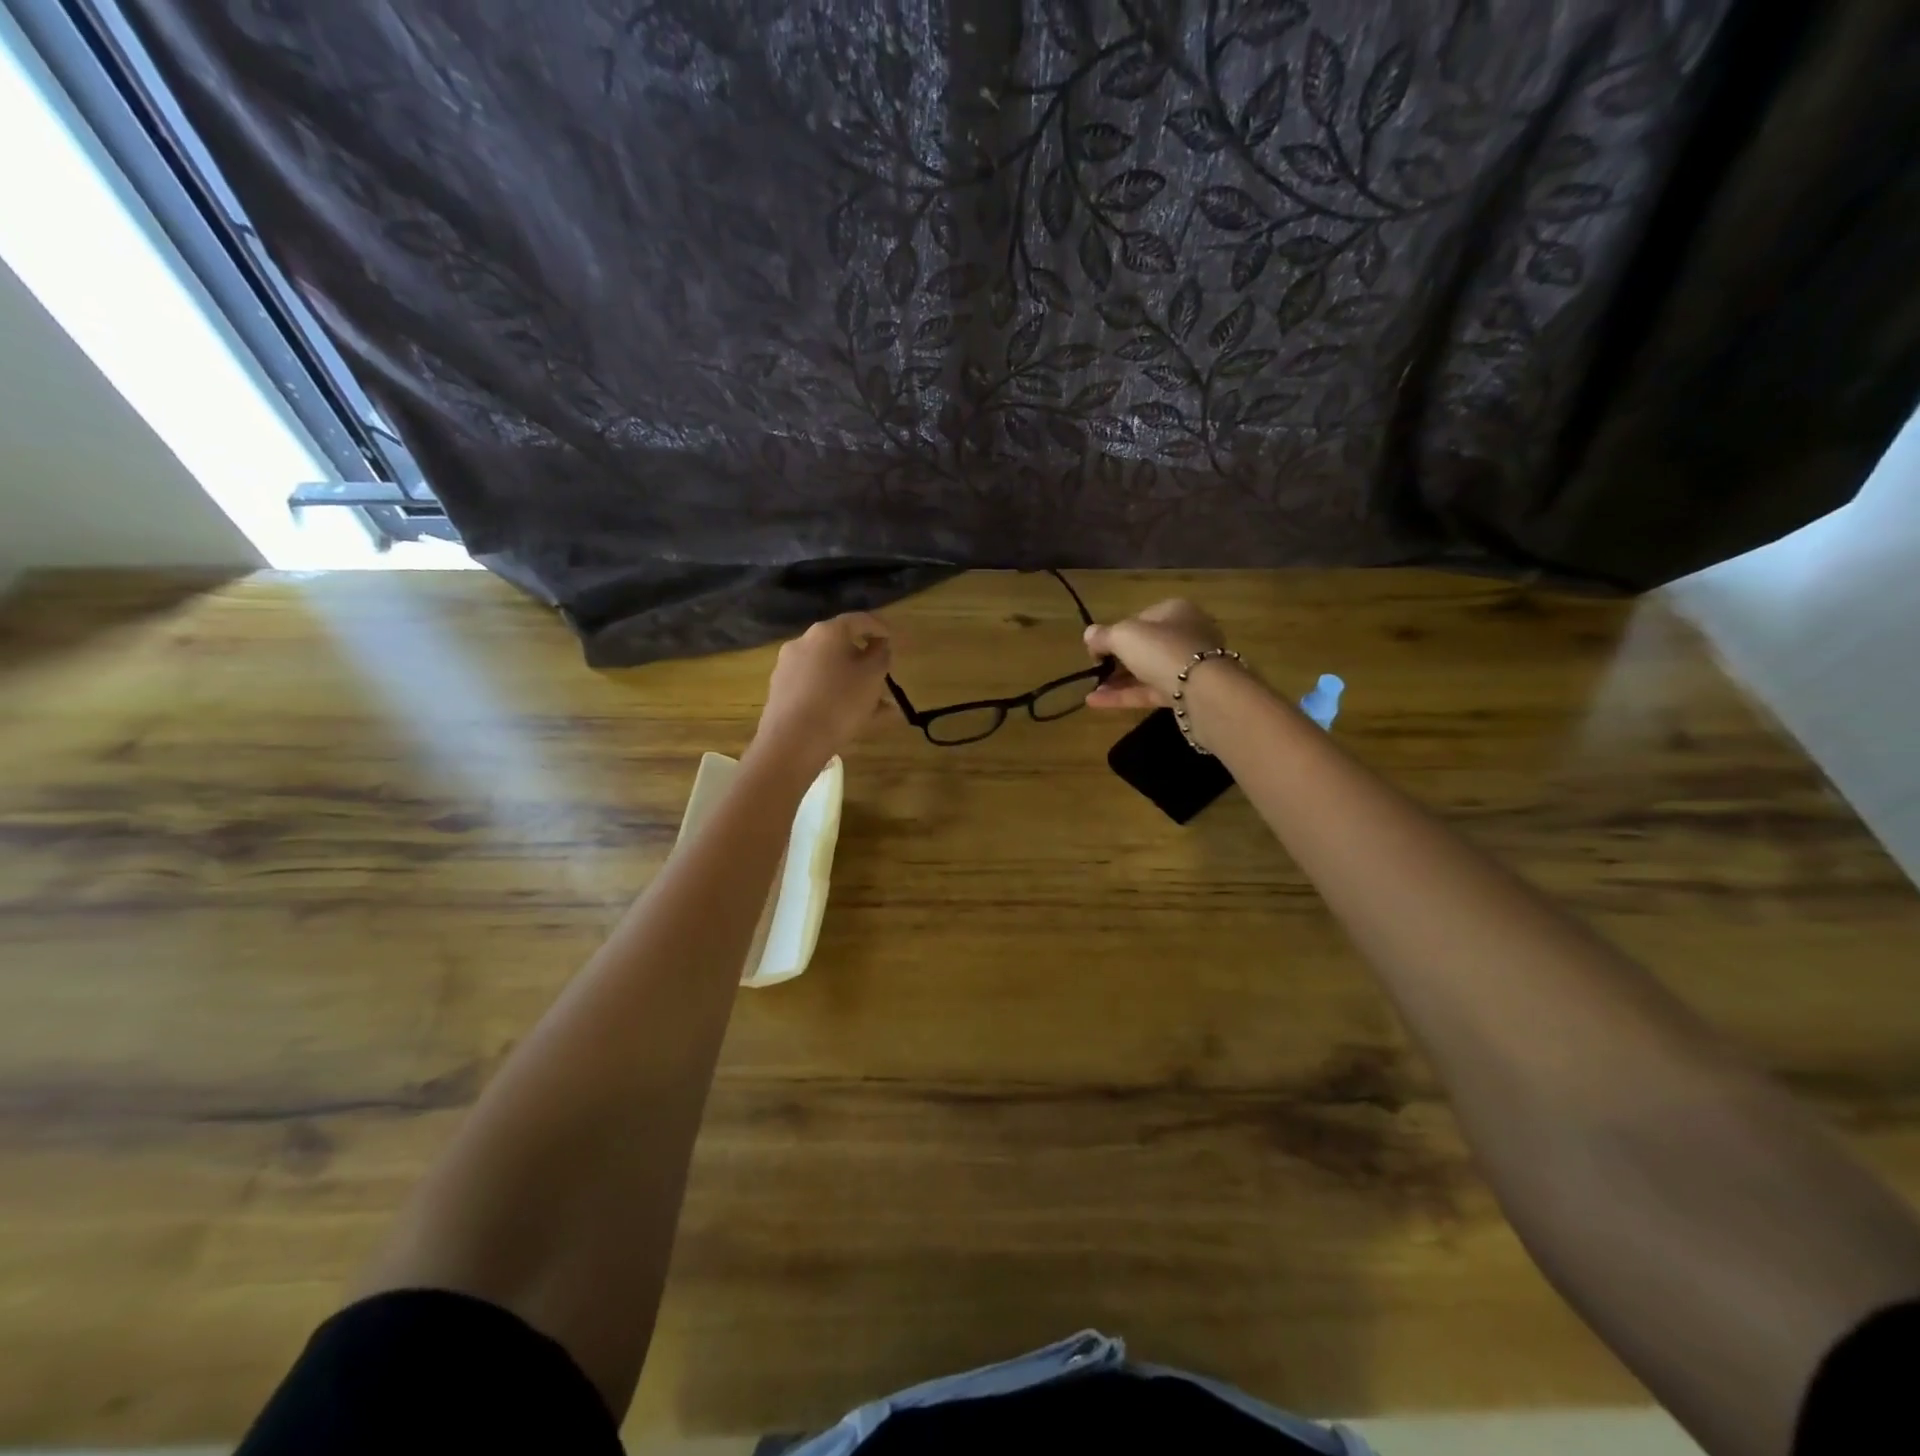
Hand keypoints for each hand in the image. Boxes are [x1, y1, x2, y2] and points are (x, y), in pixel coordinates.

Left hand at [751, 613, 893, 773]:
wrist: (792, 742)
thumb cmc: (840, 703)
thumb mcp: (873, 677)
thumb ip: (881, 656)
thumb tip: (879, 646)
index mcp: (827, 632)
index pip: (859, 620)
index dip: (879, 627)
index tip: (892, 638)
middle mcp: (803, 643)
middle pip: (840, 645)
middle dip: (863, 660)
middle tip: (880, 675)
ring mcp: (787, 667)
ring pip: (828, 670)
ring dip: (850, 682)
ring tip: (872, 706)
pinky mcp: (780, 691)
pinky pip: (815, 687)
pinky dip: (833, 695)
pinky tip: (848, 716)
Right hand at [1082, 599, 1228, 709]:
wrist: (1203, 690)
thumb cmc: (1162, 649)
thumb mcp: (1123, 635)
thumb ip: (1103, 635)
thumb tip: (1089, 635)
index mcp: (1175, 611)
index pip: (1139, 619)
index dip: (1115, 632)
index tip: (1096, 649)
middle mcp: (1185, 635)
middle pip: (1144, 647)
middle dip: (1116, 660)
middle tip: (1095, 672)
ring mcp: (1188, 666)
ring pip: (1147, 671)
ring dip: (1117, 681)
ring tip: (1091, 691)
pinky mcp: (1186, 694)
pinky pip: (1150, 691)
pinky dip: (1125, 696)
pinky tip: (1097, 702)